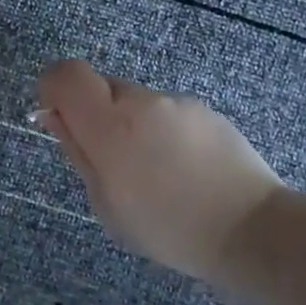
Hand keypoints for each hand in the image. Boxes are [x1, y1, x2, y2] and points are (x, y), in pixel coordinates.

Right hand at [38, 60, 283, 282]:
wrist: (251, 230)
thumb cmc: (167, 227)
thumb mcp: (106, 202)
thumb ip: (77, 151)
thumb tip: (53, 114)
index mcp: (110, 125)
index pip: (66, 74)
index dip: (54, 89)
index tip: (60, 118)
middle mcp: (143, 101)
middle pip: (102, 88)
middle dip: (97, 115)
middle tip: (113, 162)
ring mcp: (178, 103)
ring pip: (137, 103)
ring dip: (133, 126)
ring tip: (157, 174)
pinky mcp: (206, 111)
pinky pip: (168, 113)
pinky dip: (164, 133)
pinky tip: (185, 171)